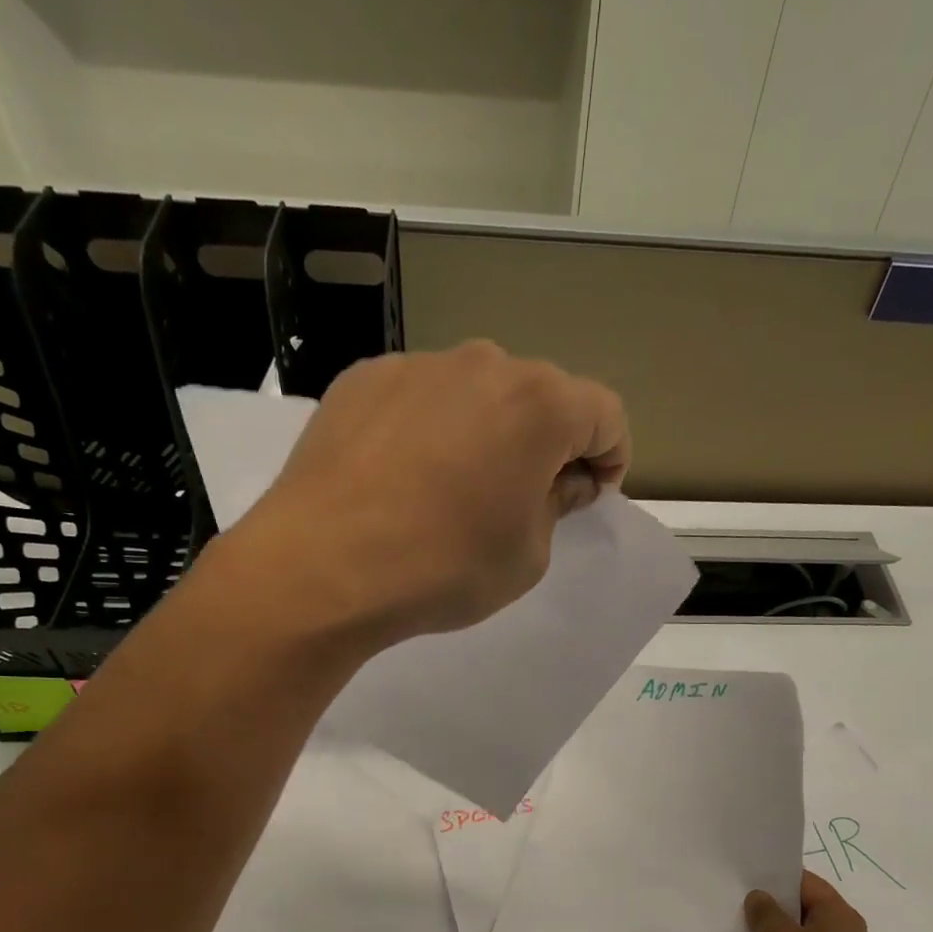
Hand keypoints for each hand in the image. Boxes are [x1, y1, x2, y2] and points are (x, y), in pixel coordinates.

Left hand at [239, 341, 629, 645]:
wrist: (322, 567)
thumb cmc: (445, 566)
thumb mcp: (528, 555)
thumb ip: (557, 506)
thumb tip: (561, 480)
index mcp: (540, 404)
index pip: (606, 414)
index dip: (610, 458)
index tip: (589, 497)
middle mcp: (484, 364)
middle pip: (541, 395)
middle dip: (549, 443)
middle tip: (526, 497)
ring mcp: (417, 365)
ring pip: (478, 393)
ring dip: (488, 431)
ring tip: (458, 489)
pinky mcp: (363, 379)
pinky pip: (421, 398)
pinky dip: (431, 429)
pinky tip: (405, 478)